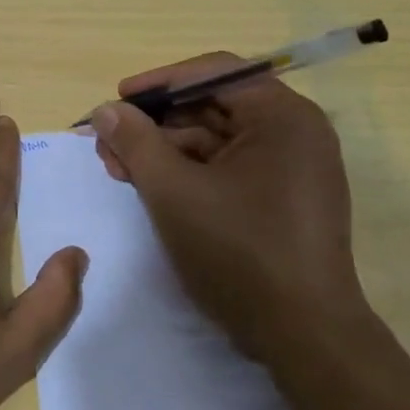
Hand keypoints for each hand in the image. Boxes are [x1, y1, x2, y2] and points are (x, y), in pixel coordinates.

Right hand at [90, 56, 371, 361]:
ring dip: (165, 151)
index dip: (159, 83)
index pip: (215, 72)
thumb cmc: (239, 252)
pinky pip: (228, 170)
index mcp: (282, 117)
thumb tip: (105, 110)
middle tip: (109, 144)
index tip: (117, 100)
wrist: (304, 336)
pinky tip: (152, 188)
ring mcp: (292, 169)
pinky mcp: (283, 200)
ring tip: (120, 170)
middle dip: (155, 124)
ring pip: (216, 141)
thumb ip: (135, 143)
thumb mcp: (173, 192)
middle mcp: (294, 133)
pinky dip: (188, 174)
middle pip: (212, 107)